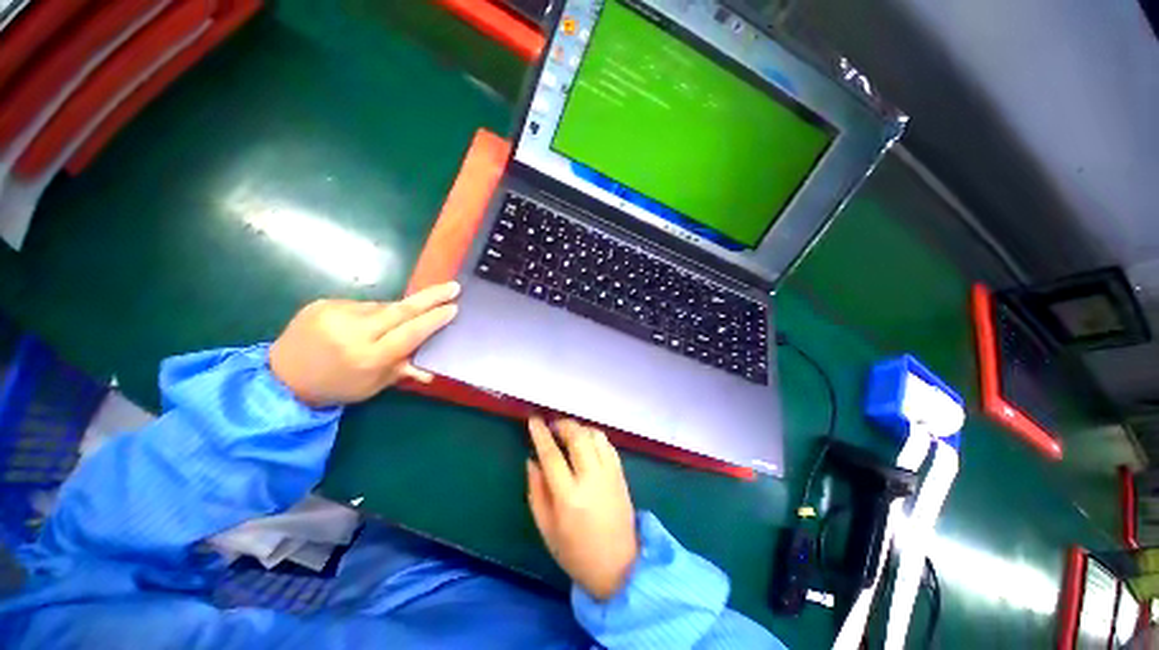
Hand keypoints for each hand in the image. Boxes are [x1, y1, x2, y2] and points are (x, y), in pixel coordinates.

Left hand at [269, 282, 458, 405]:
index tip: (454, 308)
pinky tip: (367, 324)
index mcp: (368, 357)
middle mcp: (353, 332)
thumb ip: (402, 371)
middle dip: (431, 297)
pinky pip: (362, 304)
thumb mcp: (373, 386)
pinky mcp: (322, 303)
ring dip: (398, 310)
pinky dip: (372, 312)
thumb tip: (431, 370)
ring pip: (382, 305)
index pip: (411, 333)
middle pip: (401, 309)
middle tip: (453, 286)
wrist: (280, 377)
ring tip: (398, 321)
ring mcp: (335, 314)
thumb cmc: (336, 387)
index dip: (434, 319)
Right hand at [526, 417, 638, 600]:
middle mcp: (591, 479)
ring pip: (595, 435)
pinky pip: (607, 444)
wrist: (619, 566)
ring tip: (568, 433)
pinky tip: (586, 442)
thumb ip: (536, 491)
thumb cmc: (576, 552)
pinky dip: (594, 436)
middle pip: (577, 437)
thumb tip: (532, 460)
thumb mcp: (546, 528)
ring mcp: (609, 474)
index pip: (552, 455)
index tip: (534, 420)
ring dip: (579, 428)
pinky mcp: (621, 474)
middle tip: (552, 425)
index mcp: (569, 497)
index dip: (541, 434)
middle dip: (562, 425)